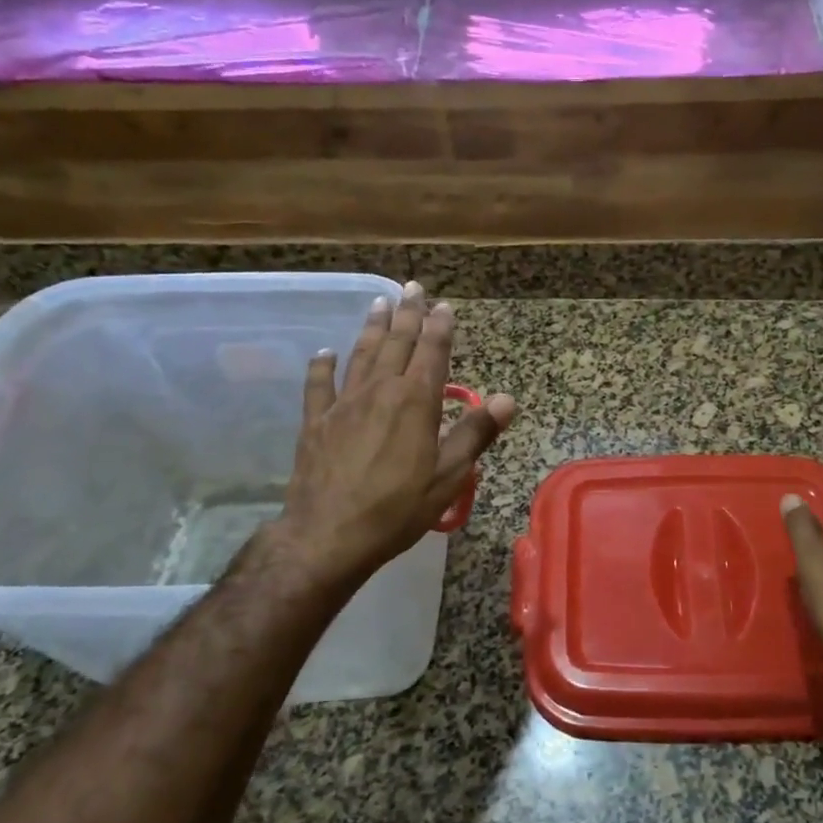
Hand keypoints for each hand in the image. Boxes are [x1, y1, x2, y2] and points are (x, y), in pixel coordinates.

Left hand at [264, 283, 517, 596]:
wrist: (327, 535)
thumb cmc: (397, 508)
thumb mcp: (448, 476)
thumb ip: (475, 433)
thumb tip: (506, 399)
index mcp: (415, 402)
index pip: (432, 353)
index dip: (439, 327)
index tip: (444, 305)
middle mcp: (379, 391)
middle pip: (396, 344)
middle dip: (408, 314)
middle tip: (413, 287)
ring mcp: (343, 404)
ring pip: (361, 355)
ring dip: (373, 328)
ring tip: (379, 303)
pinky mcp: (316, 422)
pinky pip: (319, 385)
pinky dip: (322, 366)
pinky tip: (324, 352)